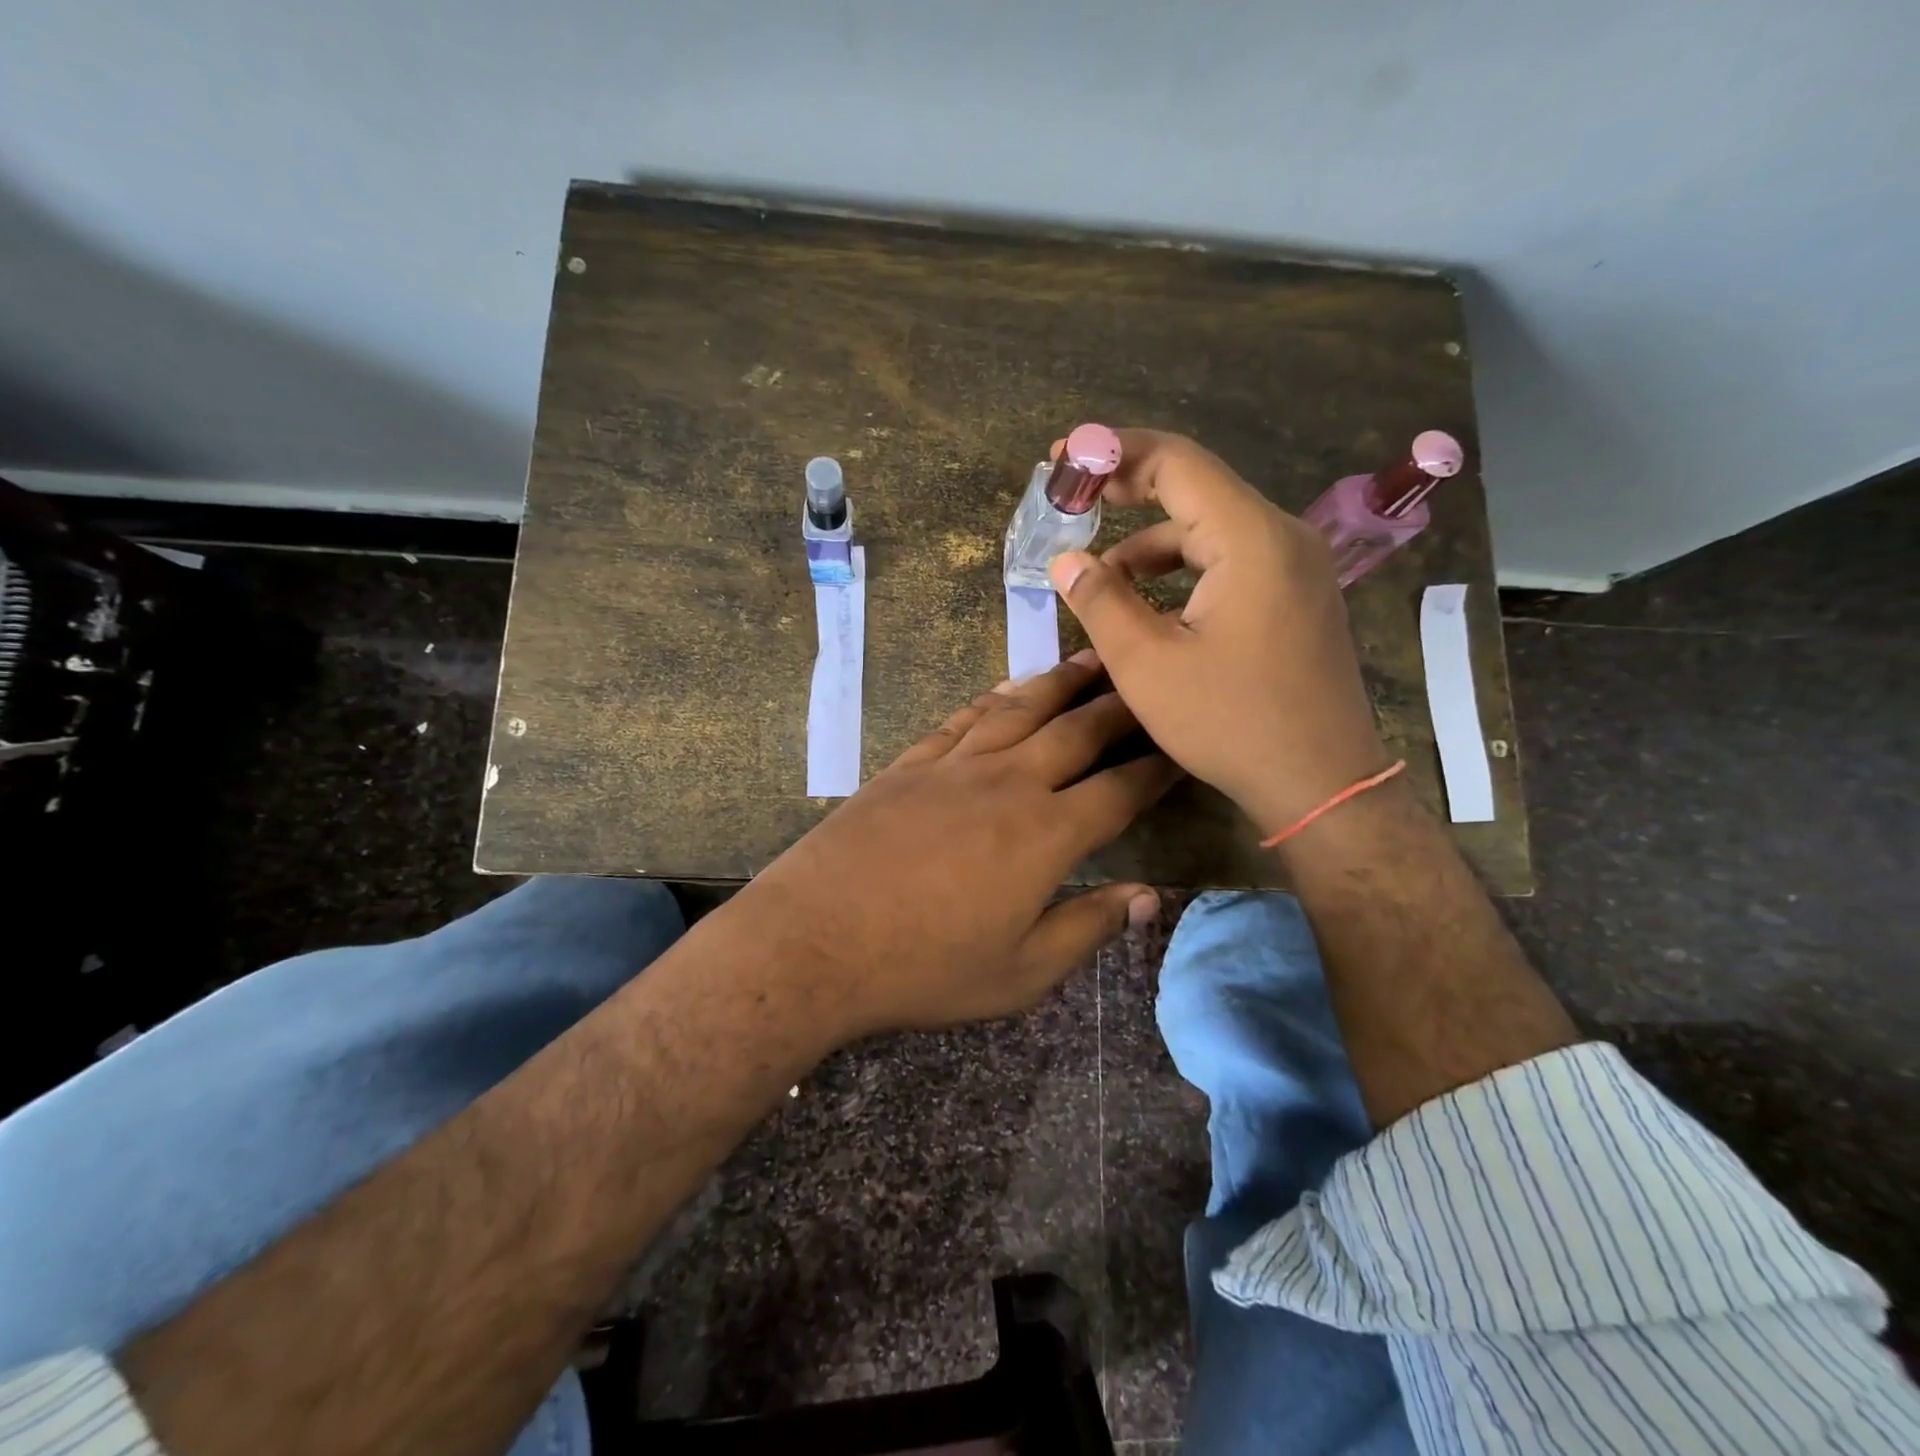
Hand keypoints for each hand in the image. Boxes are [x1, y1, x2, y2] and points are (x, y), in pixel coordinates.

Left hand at [743, 653, 1179, 1035]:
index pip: (1119, 789)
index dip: (1157, 766)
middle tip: (1147, 682)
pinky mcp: (909, 765)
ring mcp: (954, 766)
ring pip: (1020, 709)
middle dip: (1119, 706)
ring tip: (1089, 660)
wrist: (815, 940)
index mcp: (1046, 834)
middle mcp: (1007, 783)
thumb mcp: (1020, 973)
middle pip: (1076, 731)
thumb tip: (1148, 897)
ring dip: (1059, 683)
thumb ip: (1088, 928)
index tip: (1182, 746)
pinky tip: (1006, 691)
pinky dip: (991, 700)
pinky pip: (961, 719)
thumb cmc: (924, 968)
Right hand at [1046, 430, 1388, 835]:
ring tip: (1102, 580)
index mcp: (1250, 539)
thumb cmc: (1231, 724)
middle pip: (1196, 489)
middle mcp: (1283, 536)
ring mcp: (1297, 566)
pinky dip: (1184, 570)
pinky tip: (1151, 605)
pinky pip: (1232, 560)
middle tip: (1074, 505)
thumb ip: (1100, 602)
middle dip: (1129, 493)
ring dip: (1152, 545)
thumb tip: (1065, 560)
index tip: (1064, 462)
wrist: (1321, 783)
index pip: (1176, 462)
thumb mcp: (1147, 665)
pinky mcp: (1297, 595)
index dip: (1113, 453)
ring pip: (1212, 529)